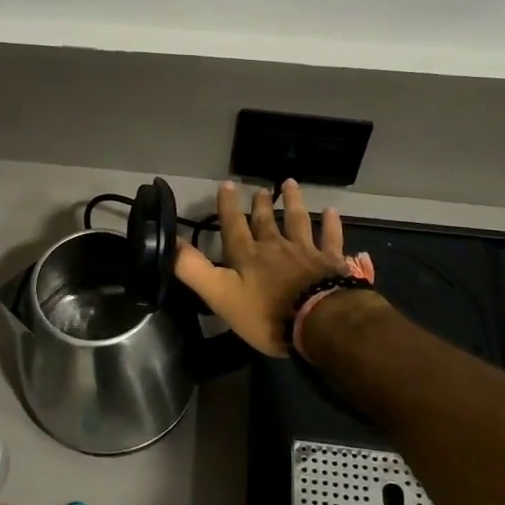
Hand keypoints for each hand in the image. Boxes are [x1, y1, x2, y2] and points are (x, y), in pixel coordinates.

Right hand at [173, 179, 347, 356]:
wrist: (318, 321)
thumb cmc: (266, 314)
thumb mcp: (220, 295)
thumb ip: (194, 270)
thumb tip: (171, 244)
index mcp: (247, 256)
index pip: (233, 226)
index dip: (227, 207)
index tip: (226, 185)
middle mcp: (275, 247)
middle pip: (265, 221)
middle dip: (260, 204)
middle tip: (259, 188)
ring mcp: (305, 252)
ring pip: (298, 221)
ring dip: (292, 202)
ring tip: (289, 184)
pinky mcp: (330, 262)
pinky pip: (331, 238)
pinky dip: (331, 224)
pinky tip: (332, 211)